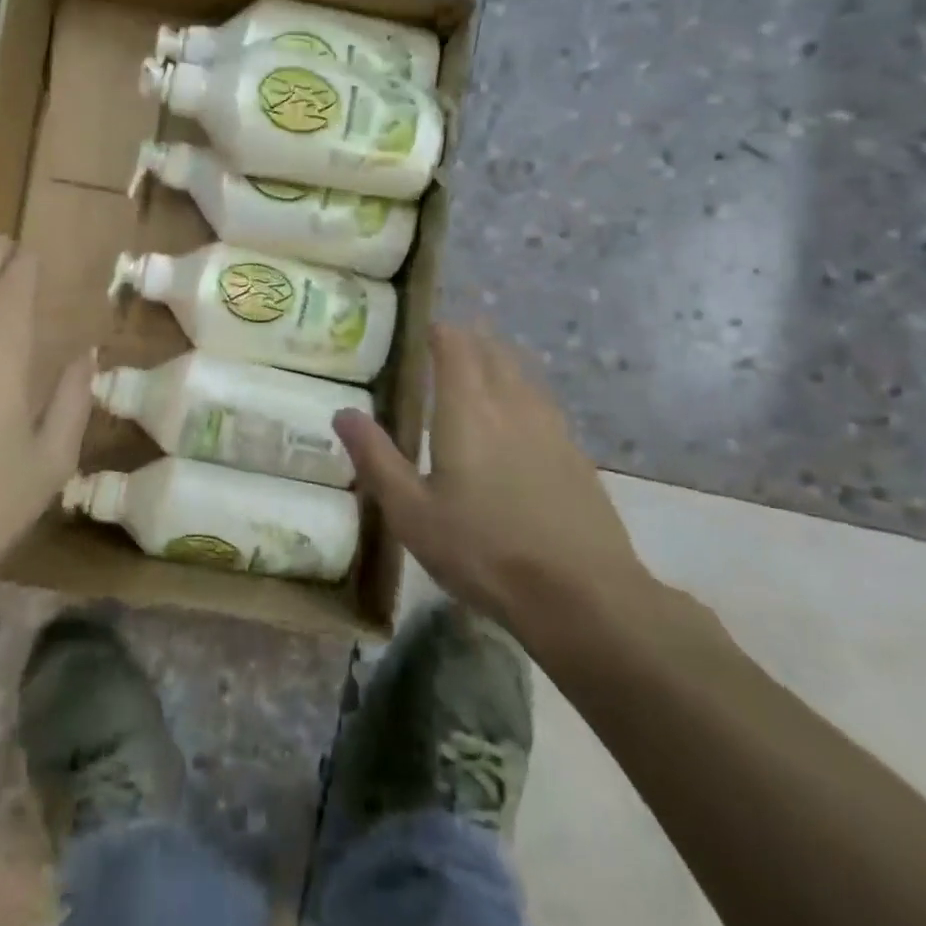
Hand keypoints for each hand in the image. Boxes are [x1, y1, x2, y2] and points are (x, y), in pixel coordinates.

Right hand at [332, 324, 655, 632]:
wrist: (582, 595)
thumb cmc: (483, 550)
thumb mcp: (411, 512)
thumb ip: (376, 457)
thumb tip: (343, 412)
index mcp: (468, 409)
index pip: (455, 346)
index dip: (439, 331)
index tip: (423, 330)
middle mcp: (512, 404)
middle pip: (493, 351)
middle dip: (469, 340)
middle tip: (446, 345)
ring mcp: (551, 427)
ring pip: (522, 374)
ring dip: (498, 362)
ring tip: (479, 370)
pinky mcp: (575, 455)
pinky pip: (542, 403)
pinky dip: (522, 394)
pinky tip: (517, 421)